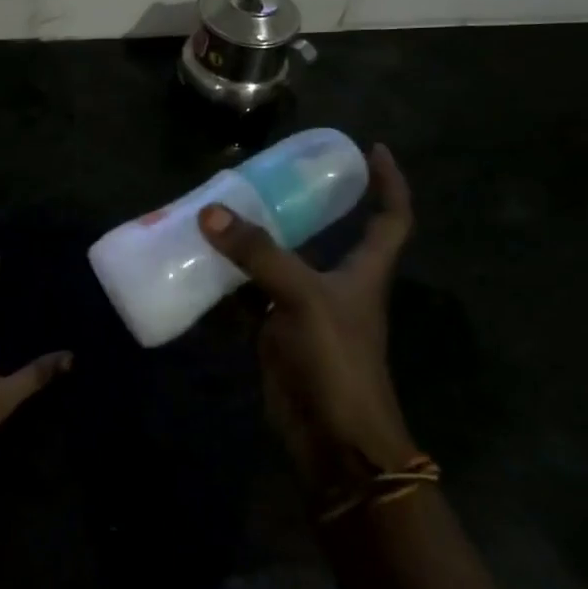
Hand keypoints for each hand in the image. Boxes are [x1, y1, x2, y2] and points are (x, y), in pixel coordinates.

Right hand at [198, 144, 418, 496]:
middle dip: (295, 206)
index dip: (388, 183)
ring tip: (216, 213)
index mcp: (363, 271)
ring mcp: (303, 311)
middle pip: (322, 234)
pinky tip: (196, 267)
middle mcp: (336, 285)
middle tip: (258, 178)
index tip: (373, 149)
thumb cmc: (337, 360)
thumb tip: (211, 213)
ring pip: (275, 264)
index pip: (390, 217)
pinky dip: (225, 285)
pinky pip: (247, 299)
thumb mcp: (303, 296)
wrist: (333, 439)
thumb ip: (258, 254)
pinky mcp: (275, 335)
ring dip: (250, 244)